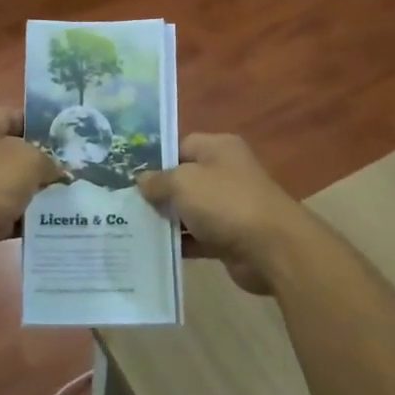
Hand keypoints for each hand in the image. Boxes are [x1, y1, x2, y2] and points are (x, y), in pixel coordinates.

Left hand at [0, 108, 64, 274]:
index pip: (14, 116)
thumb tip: (57, 171)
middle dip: (45, 162)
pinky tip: (55, 222)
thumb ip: (49, 160)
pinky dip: (29, 219)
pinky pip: (12, 215)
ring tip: (72, 196)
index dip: (40, 122)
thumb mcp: (30, 160)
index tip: (66, 134)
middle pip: (17, 154)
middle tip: (75, 169)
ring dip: (40, 193)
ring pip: (16, 186)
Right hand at [137, 134, 308, 294]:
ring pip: (188, 210)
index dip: (155, 158)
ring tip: (129, 226)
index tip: (127, 174)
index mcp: (218, 148)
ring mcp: (228, 206)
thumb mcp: (183, 183)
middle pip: (183, 179)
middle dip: (156, 191)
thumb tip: (141, 180)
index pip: (180, 146)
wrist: (272, 248)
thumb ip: (158, 180)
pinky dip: (178, 243)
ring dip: (165, 219)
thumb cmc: (226, 202)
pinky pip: (196, 237)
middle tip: (122, 202)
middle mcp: (225, 173)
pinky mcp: (229, 237)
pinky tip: (151, 249)